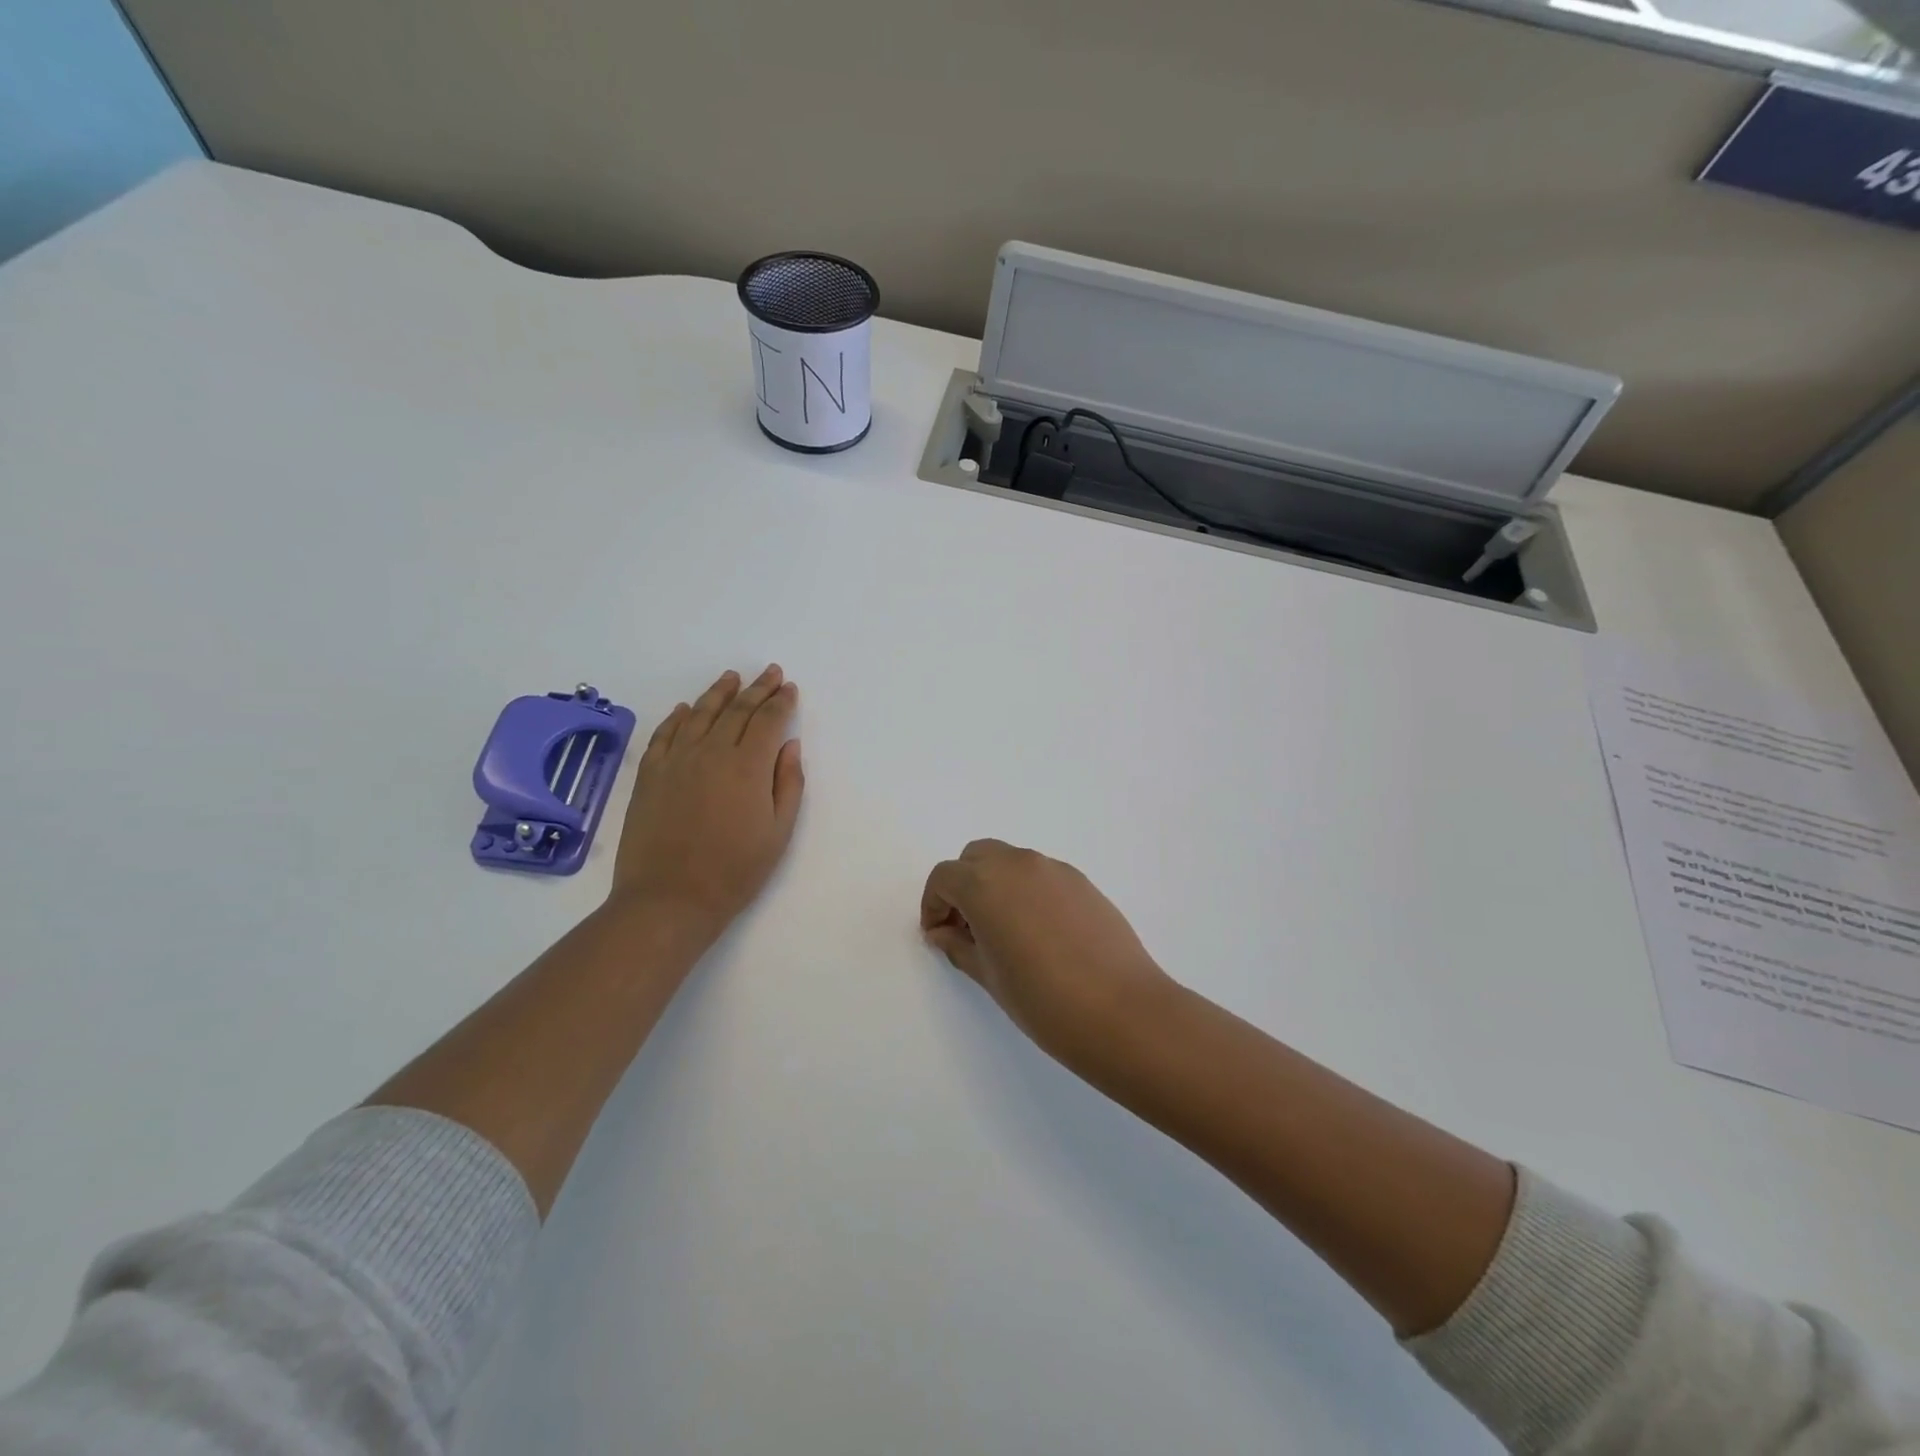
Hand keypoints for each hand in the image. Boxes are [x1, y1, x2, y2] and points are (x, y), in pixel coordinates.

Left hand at [610, 665, 803, 943]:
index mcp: (748, 766)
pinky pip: (664, 734)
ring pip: (700, 714)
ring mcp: (675, 761)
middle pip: (737, 710)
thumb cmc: (734, 870)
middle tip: (770, 673)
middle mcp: (711, 752)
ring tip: (731, 677)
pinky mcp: (649, 775)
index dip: (781, 702)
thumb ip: (788, 783)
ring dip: (719, 693)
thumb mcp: (779, 832)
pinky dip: (678, 717)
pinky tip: (685, 709)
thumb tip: (789, 746)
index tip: (790, 688)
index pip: (768, 720)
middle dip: (757, 688)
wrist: (670, 898)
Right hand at [920, 840, 1175, 1058]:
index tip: (938, 935)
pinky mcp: (1082, 882)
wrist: (1121, 1011)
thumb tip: (943, 932)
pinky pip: (1041, 875)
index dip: (934, 905)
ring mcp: (1054, 869)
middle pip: (976, 858)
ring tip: (1004, 931)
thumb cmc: (1042, 999)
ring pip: (1011, 862)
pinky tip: (1039, 933)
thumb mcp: (988, 976)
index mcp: (985, 884)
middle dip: (963, 886)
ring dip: (996, 885)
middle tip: (967, 928)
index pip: (944, 877)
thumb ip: (958, 946)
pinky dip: (1027, 890)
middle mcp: (1018, 864)